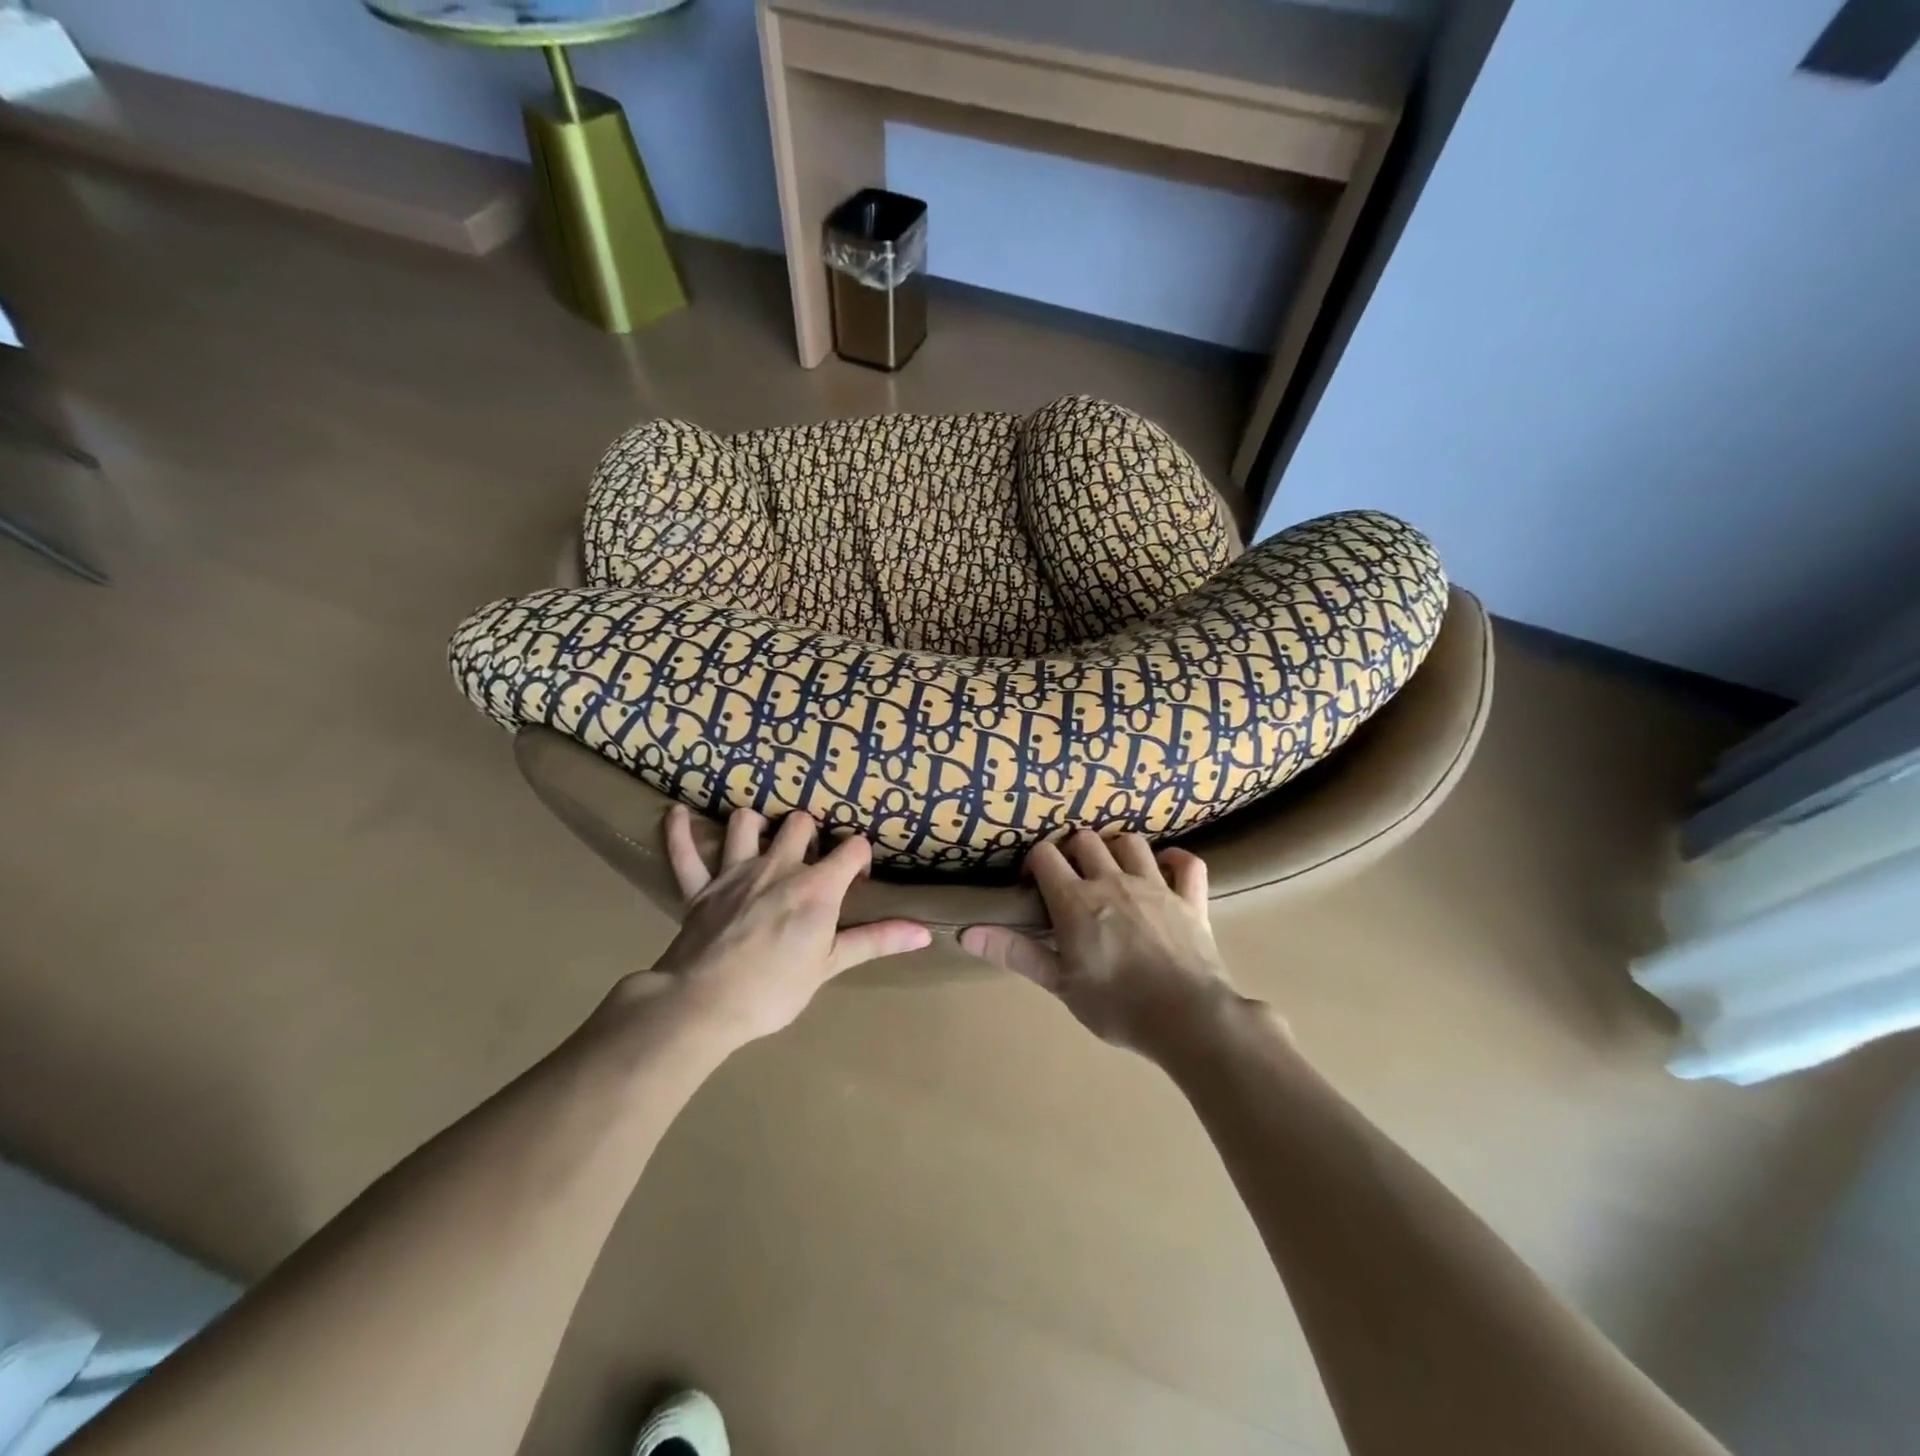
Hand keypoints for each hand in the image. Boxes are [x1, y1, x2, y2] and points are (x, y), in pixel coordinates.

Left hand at [631, 805, 929, 1044]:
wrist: (704, 1005)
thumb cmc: (775, 989)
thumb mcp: (831, 965)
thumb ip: (876, 941)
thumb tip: (925, 933)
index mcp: (816, 887)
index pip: (852, 848)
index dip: (860, 858)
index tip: (857, 878)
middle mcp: (778, 866)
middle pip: (799, 823)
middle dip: (809, 834)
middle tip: (809, 859)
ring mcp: (735, 872)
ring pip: (746, 823)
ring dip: (756, 825)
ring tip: (762, 837)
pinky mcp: (699, 888)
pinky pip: (684, 852)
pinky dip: (679, 831)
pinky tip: (676, 814)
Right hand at [960, 831, 1238, 1058]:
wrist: (1187, 1018)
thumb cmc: (1116, 1005)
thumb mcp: (1059, 983)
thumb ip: (1015, 953)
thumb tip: (966, 934)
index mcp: (1077, 900)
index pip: (1046, 855)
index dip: (1035, 862)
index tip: (1033, 883)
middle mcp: (1114, 881)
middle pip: (1086, 840)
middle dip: (1073, 851)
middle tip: (1071, 877)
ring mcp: (1155, 886)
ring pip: (1131, 842)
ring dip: (1116, 848)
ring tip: (1111, 868)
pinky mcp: (1190, 899)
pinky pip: (1186, 863)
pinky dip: (1174, 859)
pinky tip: (1164, 868)